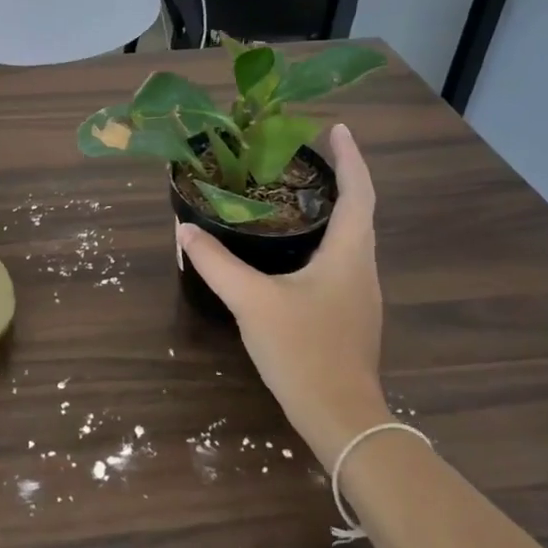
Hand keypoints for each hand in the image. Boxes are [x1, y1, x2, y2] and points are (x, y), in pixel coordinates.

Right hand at [179, 124, 390, 466]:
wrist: (341, 419)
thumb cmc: (304, 351)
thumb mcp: (252, 301)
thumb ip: (216, 263)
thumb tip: (184, 230)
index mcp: (349, 255)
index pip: (358, 193)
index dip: (350, 158)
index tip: (336, 129)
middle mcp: (362, 268)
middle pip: (358, 211)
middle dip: (339, 179)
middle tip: (304, 157)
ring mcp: (360, 295)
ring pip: (351, 239)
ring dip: (332, 210)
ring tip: (296, 195)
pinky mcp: (350, 315)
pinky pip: (341, 261)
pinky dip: (324, 240)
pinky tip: (295, 250)